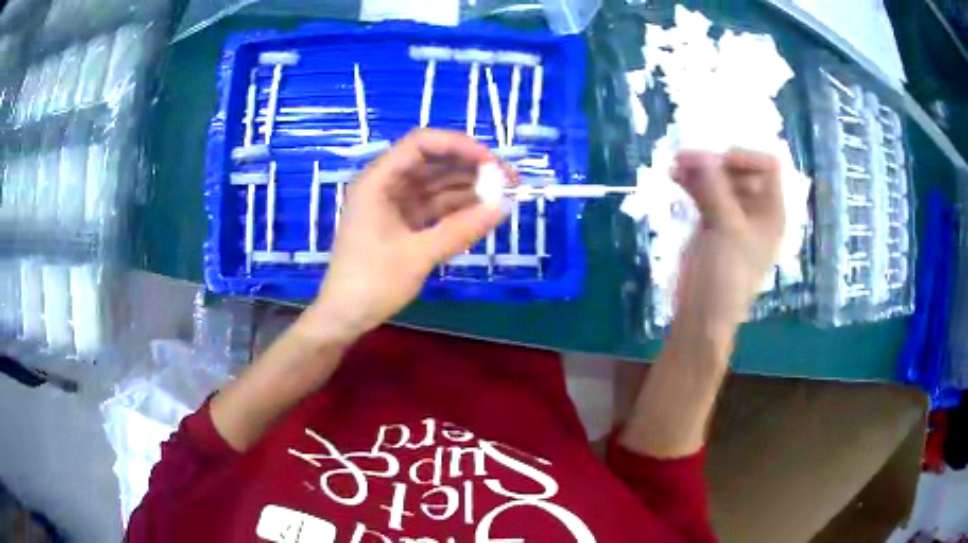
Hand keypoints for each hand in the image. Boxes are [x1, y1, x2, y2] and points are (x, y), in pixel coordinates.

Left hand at [305, 129, 508, 342]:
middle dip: (470, 167)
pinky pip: (433, 206)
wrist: (344, 317)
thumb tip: (504, 207)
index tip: (492, 162)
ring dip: (467, 188)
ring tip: (503, 196)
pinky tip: (483, 212)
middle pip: (432, 161)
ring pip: (436, 184)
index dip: (459, 146)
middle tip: (509, 179)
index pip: (421, 144)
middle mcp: (385, 184)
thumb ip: (461, 229)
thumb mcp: (418, 255)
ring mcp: (393, 204)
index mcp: (378, 181)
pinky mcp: (401, 222)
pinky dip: (457, 208)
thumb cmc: (372, 283)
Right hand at [671, 150, 784, 344]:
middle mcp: (755, 209)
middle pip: (740, 170)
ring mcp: (733, 215)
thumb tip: (698, 152)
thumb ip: (713, 188)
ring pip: (719, 179)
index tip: (717, 163)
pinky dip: (691, 182)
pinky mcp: (712, 222)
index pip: (767, 167)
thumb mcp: (726, 229)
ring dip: (699, 170)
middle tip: (685, 159)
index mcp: (771, 211)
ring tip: (675, 167)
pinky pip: (704, 192)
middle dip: (716, 162)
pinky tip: (674, 177)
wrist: (702, 314)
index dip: (745, 158)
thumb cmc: (725, 276)